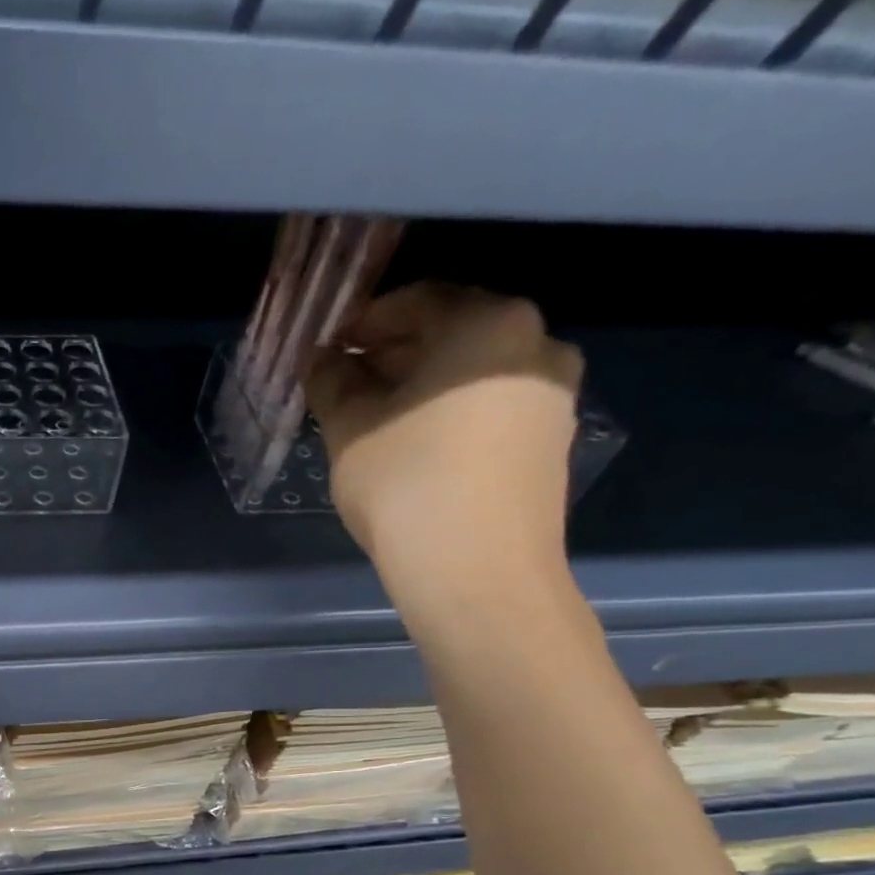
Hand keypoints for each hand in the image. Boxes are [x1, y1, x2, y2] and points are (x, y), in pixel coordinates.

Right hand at [308, 283, 582, 610]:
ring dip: (421, 387)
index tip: (328, 351)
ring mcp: (552, 396)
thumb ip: (332, 384)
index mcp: (488, 324)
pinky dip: (450, 414)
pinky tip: (413, 447)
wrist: (477, 573)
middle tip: (345, 386)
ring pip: (473, 375)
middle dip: (393, 355)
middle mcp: (536, 344)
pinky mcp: (550, 443)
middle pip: (452, 334)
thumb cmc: (407, 487)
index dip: (364, 323)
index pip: (417, 300)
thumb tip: (322, 362)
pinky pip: (491, 409)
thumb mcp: (350, 431)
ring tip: (374, 421)